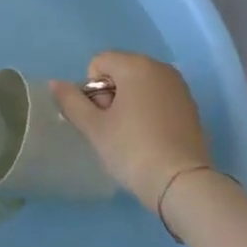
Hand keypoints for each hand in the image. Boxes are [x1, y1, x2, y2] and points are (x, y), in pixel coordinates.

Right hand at [53, 51, 211, 210]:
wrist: (182, 184)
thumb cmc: (132, 150)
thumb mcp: (94, 128)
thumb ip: (71, 101)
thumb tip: (54, 83)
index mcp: (136, 65)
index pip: (99, 62)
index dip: (92, 90)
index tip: (101, 118)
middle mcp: (160, 67)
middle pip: (120, 71)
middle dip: (111, 95)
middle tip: (115, 129)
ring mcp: (179, 86)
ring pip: (140, 85)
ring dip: (130, 103)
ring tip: (133, 135)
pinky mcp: (191, 106)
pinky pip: (160, 98)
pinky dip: (150, 111)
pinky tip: (152, 139)